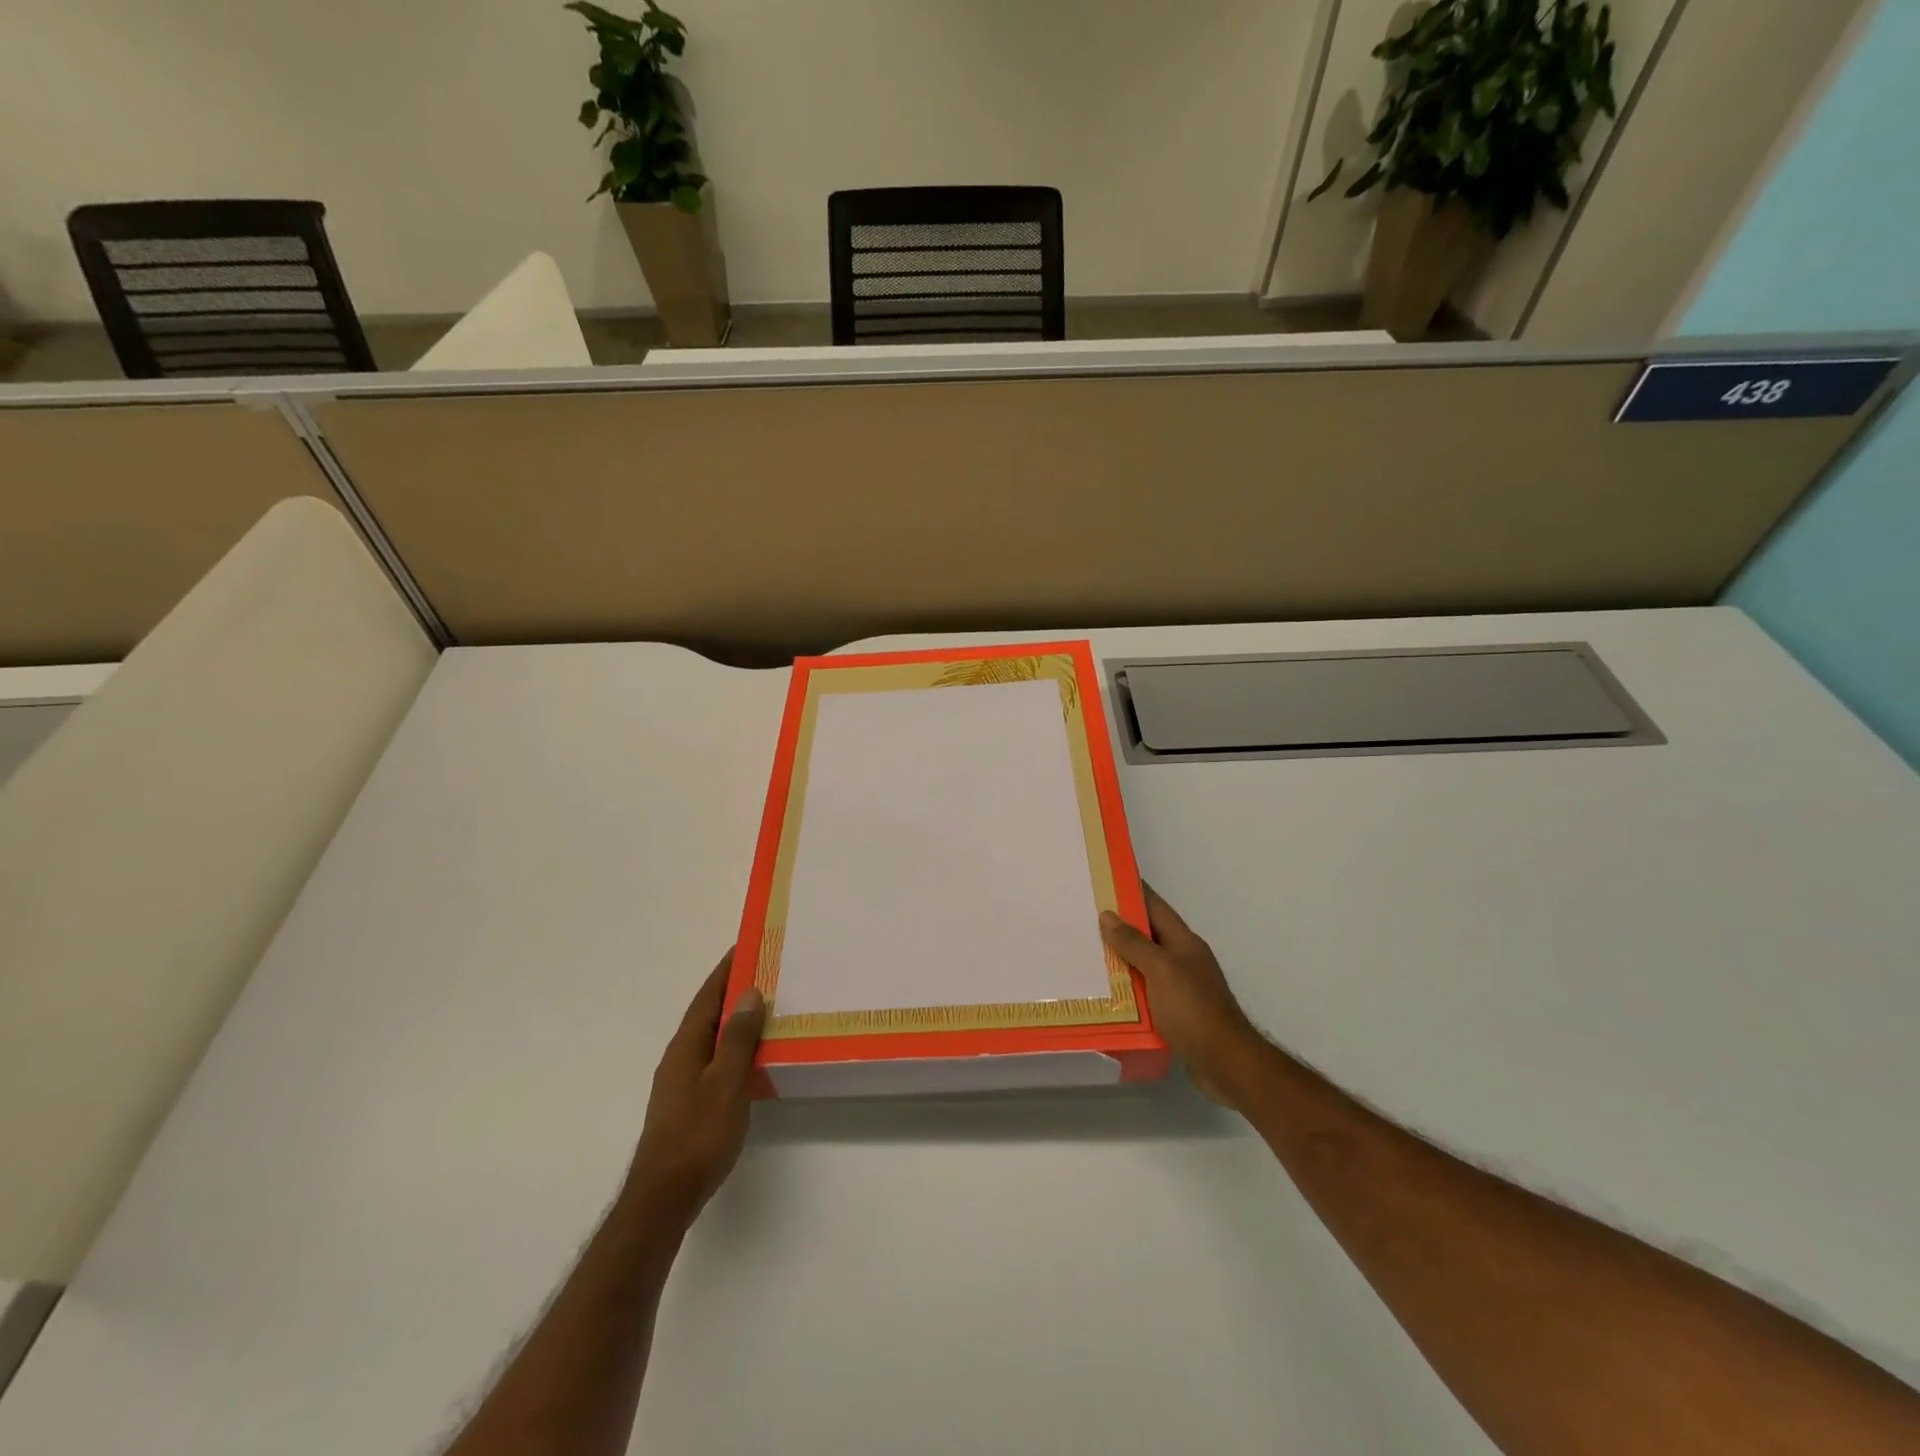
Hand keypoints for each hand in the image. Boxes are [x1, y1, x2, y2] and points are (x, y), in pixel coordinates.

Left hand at [627, 952, 766, 1222]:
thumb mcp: (726, 1082)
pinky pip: (713, 1059)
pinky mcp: (687, 1103)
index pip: (707, 996)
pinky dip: (732, 1046)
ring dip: (733, 1019)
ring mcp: (680, 1082)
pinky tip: (750, 1056)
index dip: (726, 970)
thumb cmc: (698, 1134)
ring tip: (764, 1008)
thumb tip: (749, 993)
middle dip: (732, 991)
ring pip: (710, 1037)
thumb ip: (738, 1038)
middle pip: (707, 1013)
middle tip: (765, 972)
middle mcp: (679, 1057)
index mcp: (686, 1046)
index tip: (747, 945)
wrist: (664, 1197)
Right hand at [1101, 886, 1260, 1106]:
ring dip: (1119, 961)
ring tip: (1084, 954)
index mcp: (1184, 942)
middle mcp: (1183, 960)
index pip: (1155, 906)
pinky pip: (1145, 993)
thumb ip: (1135, 943)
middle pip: (1147, 935)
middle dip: (1118, 927)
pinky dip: (1127, 990)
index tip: (1105, 880)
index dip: (1132, 891)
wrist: (1226, 1064)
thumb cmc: (1194, 1010)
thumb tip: (1108, 915)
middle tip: (1082, 919)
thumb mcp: (1161, 970)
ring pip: (1144, 965)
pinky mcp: (1176, 1013)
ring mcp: (1181, 987)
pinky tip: (1104, 993)